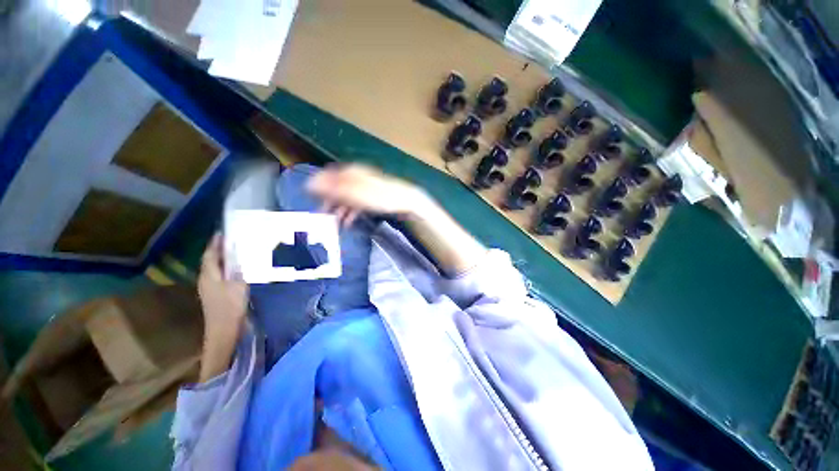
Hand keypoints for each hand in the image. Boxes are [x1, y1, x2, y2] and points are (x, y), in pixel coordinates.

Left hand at [198, 233, 248, 336]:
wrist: (224, 329)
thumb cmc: (231, 306)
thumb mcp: (239, 285)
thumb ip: (237, 271)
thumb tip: (238, 262)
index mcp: (209, 276)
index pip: (209, 255)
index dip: (214, 244)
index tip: (221, 232)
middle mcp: (205, 280)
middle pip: (210, 261)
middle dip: (217, 250)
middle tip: (230, 240)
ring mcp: (209, 288)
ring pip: (214, 268)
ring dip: (221, 259)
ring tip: (234, 252)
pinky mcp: (214, 294)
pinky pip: (218, 276)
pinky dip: (225, 269)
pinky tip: (235, 269)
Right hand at [306, 164, 432, 226]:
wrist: (405, 201)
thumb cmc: (380, 197)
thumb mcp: (354, 193)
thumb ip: (333, 188)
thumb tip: (309, 183)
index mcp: (350, 172)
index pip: (327, 177)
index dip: (317, 188)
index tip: (310, 202)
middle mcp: (356, 177)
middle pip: (336, 188)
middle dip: (328, 202)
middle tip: (322, 217)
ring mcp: (364, 188)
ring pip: (346, 198)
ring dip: (339, 210)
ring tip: (334, 224)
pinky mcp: (371, 197)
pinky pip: (356, 204)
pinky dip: (351, 213)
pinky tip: (348, 223)